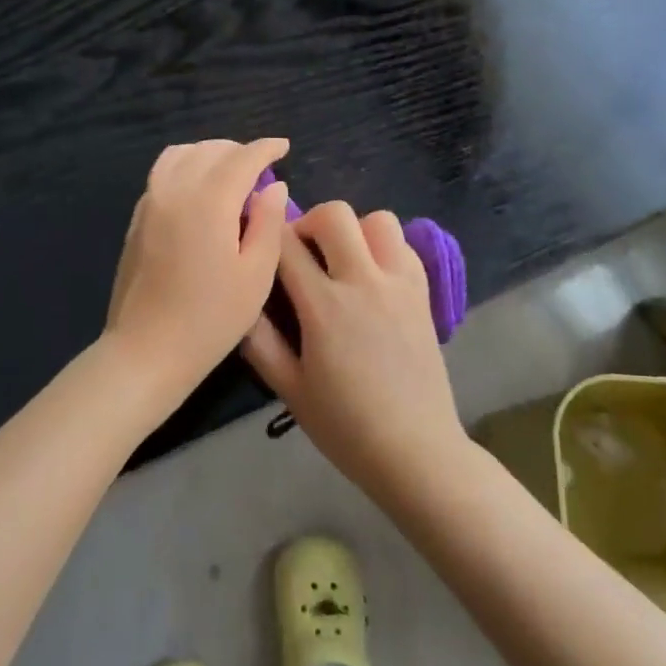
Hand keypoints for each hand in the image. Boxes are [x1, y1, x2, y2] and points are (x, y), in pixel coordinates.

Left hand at [104, 138, 290, 404]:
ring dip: (209, 154)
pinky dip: (186, 168)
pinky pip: (162, 174)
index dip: (266, 148)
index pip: (242, 158)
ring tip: (229, 174)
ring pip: (180, 155)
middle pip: (210, 150)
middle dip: (239, 151)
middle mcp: (175, 189)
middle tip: (261, 169)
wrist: (146, 351)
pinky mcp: (136, 219)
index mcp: (209, 200)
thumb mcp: (256, 274)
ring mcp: (149, 202)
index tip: (284, 147)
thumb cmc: (211, 318)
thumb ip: (268, 222)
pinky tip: (200, 193)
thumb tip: (272, 186)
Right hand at [241, 201, 467, 505]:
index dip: (268, 236)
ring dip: (353, 231)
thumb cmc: (345, 427)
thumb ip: (259, 341)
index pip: (287, 244)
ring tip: (342, 262)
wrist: (416, 450)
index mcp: (325, 306)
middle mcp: (365, 281)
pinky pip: (404, 245)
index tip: (260, 247)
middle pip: (334, 214)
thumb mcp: (289, 390)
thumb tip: (241, 301)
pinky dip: (384, 247)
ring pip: (377, 219)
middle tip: (301, 254)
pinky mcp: (423, 292)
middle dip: (309, 223)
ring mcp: (400, 283)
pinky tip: (372, 277)